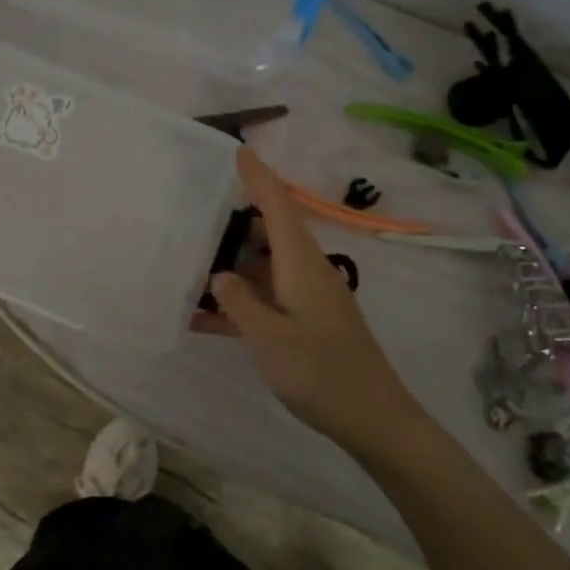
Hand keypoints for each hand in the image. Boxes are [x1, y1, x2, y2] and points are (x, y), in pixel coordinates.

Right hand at [201, 147, 422, 456]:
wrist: (374, 418)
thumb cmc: (320, 373)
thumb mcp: (268, 338)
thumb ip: (238, 303)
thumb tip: (219, 276)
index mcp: (301, 264)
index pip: (277, 207)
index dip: (258, 177)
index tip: (239, 150)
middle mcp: (307, 271)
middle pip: (271, 231)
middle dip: (238, 219)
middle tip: (198, 215)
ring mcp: (309, 297)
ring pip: (266, 265)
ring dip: (235, 262)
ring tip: (195, 262)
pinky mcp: (308, 321)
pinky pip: (269, 296)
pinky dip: (241, 299)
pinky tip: (209, 316)